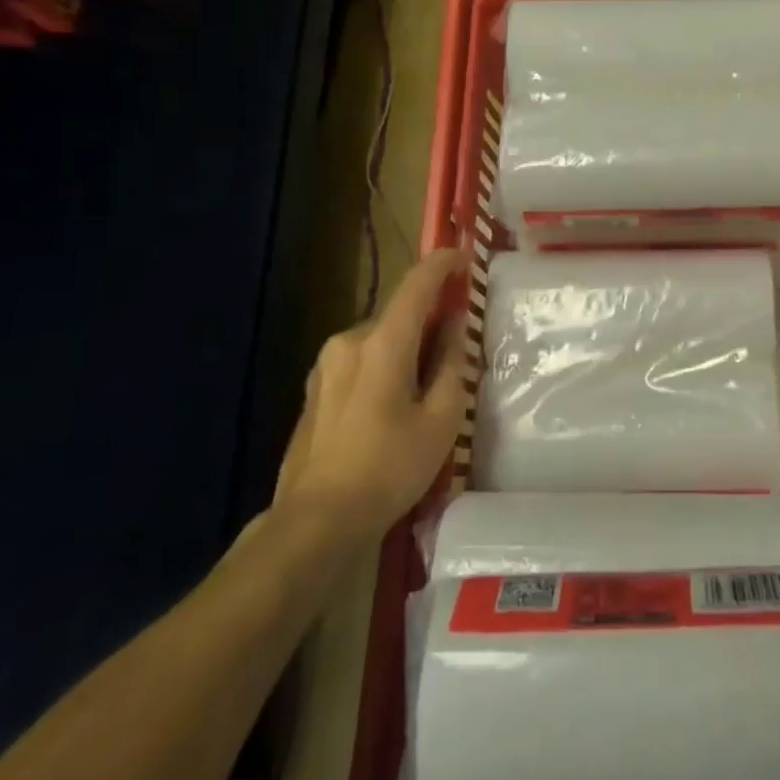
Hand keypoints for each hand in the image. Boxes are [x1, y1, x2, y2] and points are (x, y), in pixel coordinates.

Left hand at [270, 249, 470, 542]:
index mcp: (382, 343)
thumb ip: (451, 362)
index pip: (417, 284)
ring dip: (406, 346)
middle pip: (399, 315)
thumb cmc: (389, 469)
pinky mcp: (314, 389)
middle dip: (429, 320)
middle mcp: (349, 341)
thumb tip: (453, 324)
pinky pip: (360, 360)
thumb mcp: (441, 418)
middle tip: (456, 346)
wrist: (315, 522)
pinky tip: (394, 406)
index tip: (465, 257)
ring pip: (379, 339)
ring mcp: (326, 365)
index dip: (443, 264)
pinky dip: (384, 365)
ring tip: (426, 387)